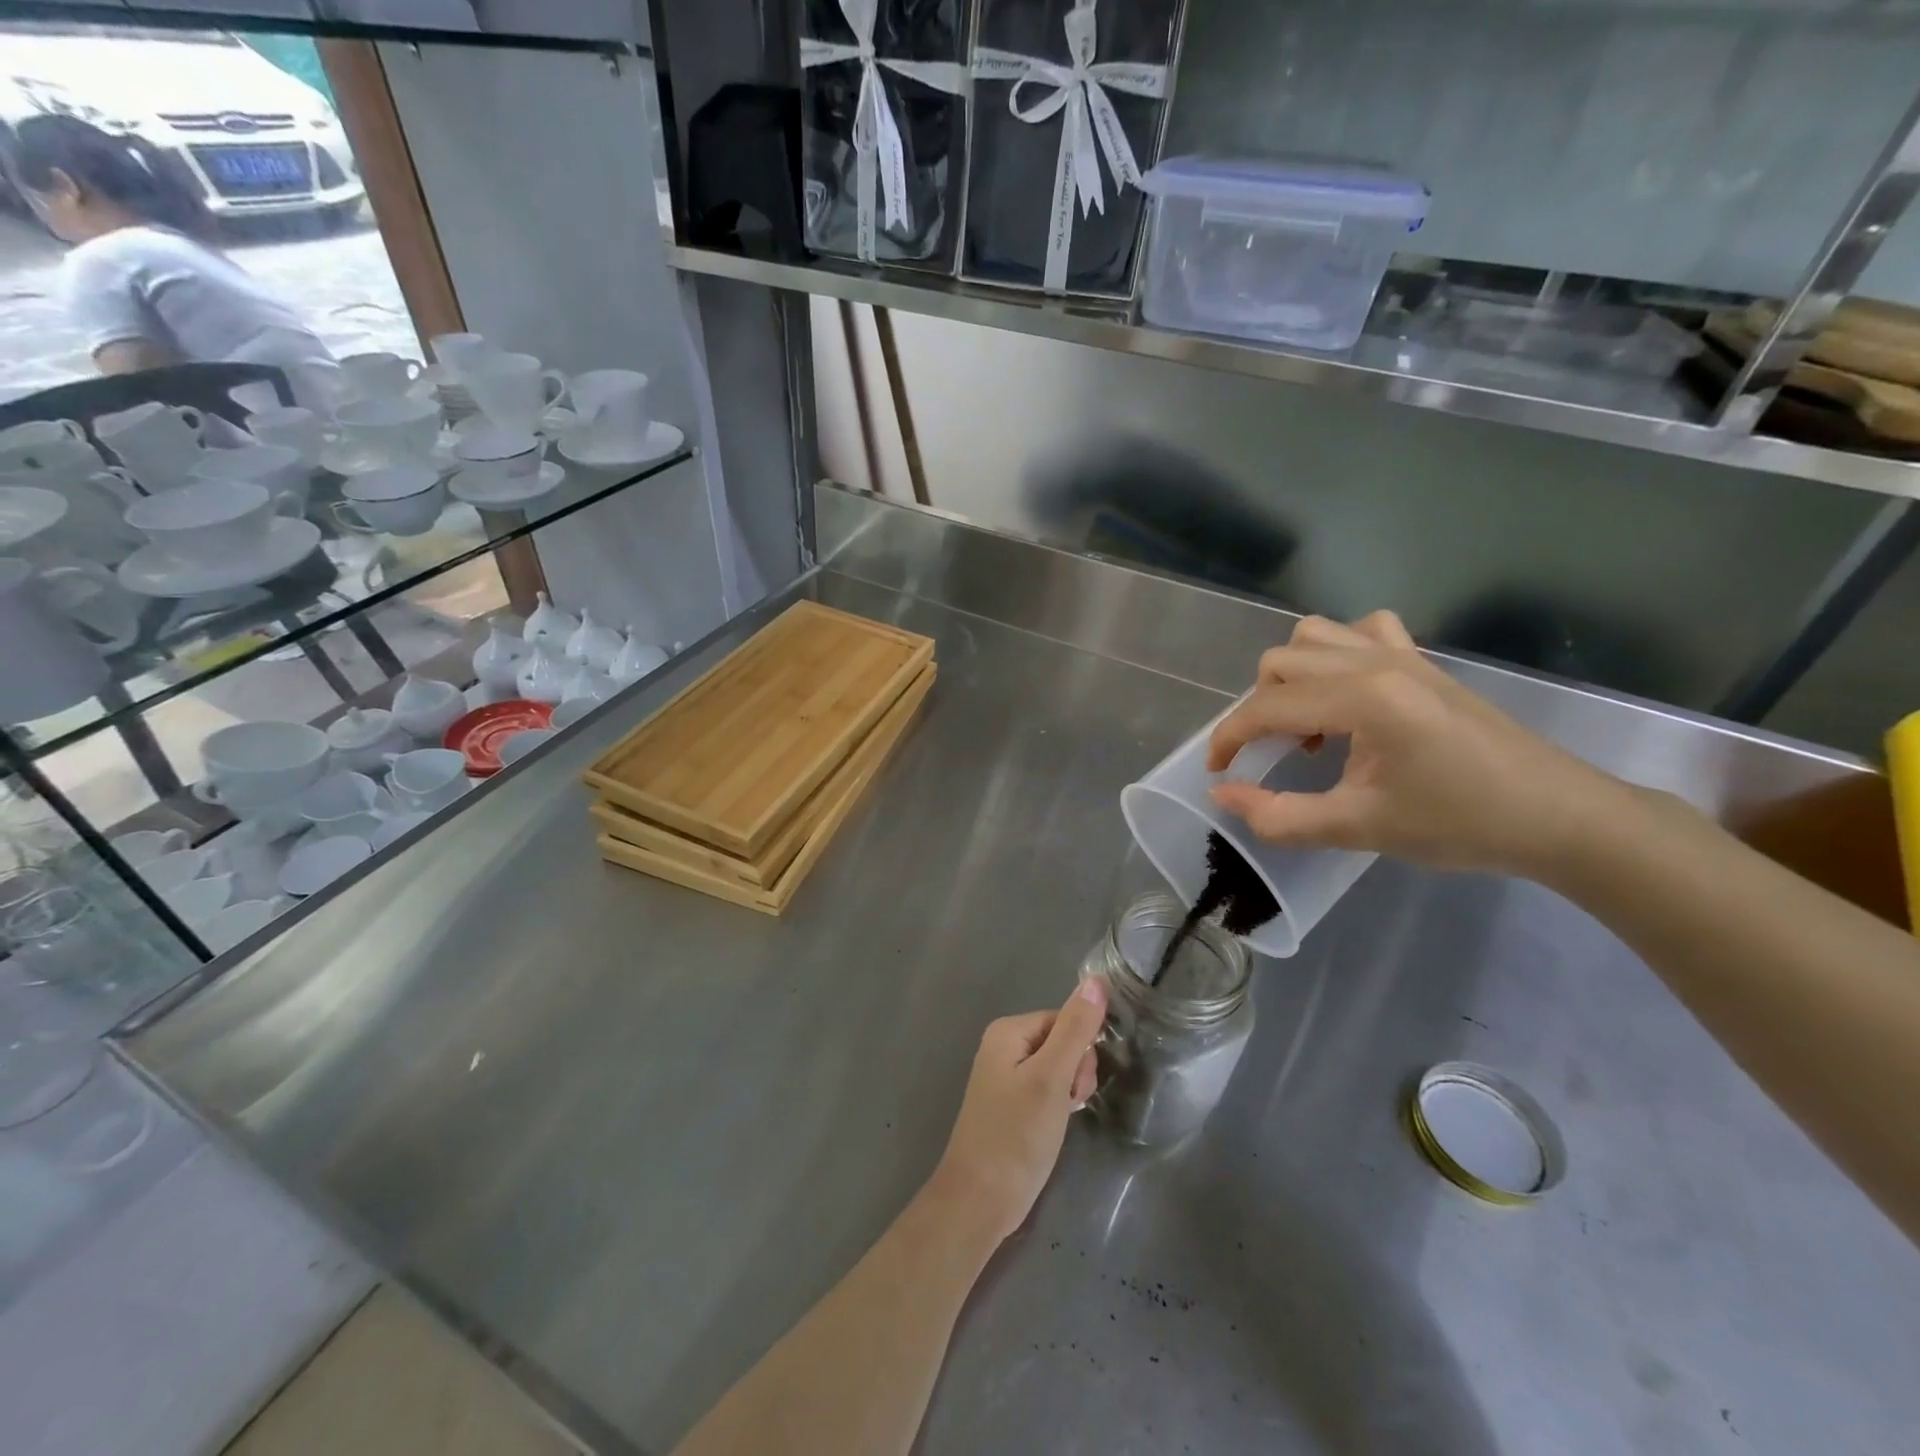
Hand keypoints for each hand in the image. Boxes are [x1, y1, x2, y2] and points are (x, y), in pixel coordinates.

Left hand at [925, 979, 1106, 1244]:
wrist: (979, 1201)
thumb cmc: (1016, 1136)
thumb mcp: (1051, 1079)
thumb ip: (1075, 1029)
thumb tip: (1097, 979)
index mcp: (1008, 1030)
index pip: (1066, 1020)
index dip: (1081, 1052)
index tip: (1075, 1087)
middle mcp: (1004, 1045)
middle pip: (1063, 1042)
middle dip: (1075, 1073)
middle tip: (1066, 1106)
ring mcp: (1006, 1075)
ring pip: (1059, 1068)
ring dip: (1069, 1092)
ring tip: (1059, 1121)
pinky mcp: (1012, 1103)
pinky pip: (1047, 1089)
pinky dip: (1057, 1106)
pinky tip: (1054, 1127)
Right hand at [1206, 611, 1631, 878]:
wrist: (1557, 816)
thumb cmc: (1459, 824)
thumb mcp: (1358, 828)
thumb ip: (1279, 815)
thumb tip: (1222, 794)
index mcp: (1362, 698)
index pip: (1267, 706)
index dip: (1229, 739)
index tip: (1219, 773)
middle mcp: (1376, 661)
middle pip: (1281, 662)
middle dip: (1258, 709)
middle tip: (1270, 757)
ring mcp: (1402, 654)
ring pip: (1314, 636)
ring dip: (1292, 677)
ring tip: (1308, 725)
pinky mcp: (1422, 661)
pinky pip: (1362, 631)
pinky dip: (1337, 654)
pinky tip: (1347, 694)